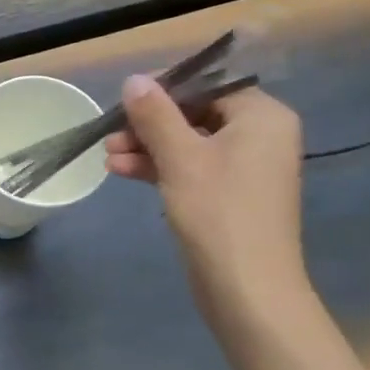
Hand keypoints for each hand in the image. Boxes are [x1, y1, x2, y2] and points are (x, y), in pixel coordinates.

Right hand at [104, 76, 307, 307]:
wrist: (247, 290)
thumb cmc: (218, 213)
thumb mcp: (180, 158)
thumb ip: (156, 114)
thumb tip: (134, 79)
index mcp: (261, 116)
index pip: (209, 84)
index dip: (165, 88)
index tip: (125, 99)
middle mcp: (259, 135)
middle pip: (195, 113)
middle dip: (149, 123)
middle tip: (111, 133)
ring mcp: (245, 167)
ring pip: (188, 142)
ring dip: (147, 146)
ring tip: (108, 155)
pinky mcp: (229, 194)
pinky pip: (191, 167)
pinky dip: (159, 167)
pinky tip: (121, 171)